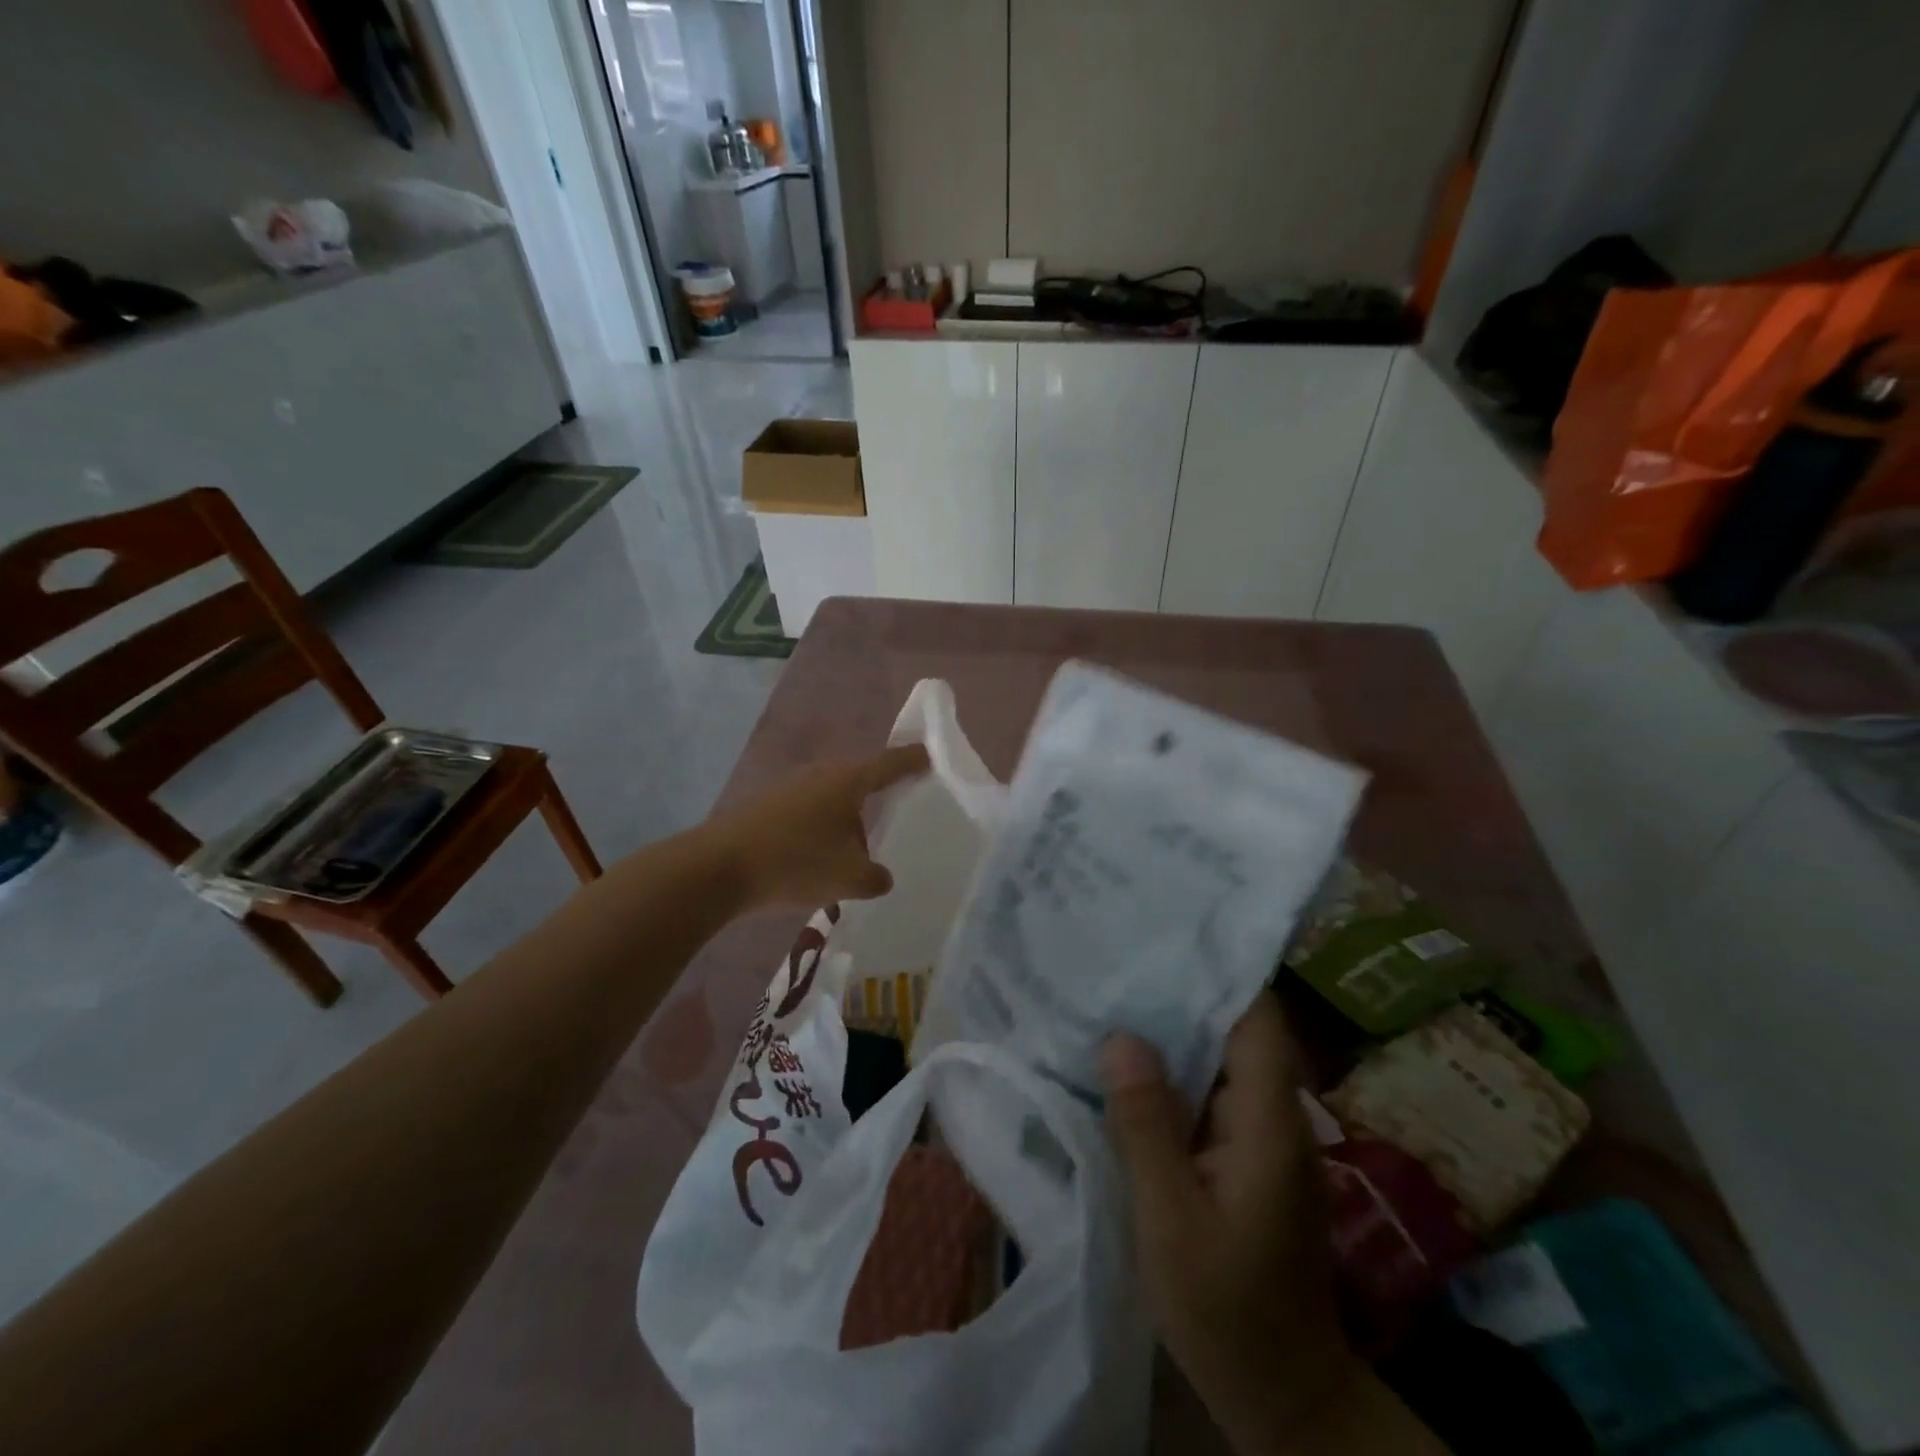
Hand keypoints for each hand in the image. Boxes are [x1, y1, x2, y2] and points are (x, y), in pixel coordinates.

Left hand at [704, 744, 928, 908]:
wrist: (718, 868)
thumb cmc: (795, 862)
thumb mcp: (849, 878)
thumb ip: (875, 877)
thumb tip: (880, 876)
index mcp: (848, 780)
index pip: (891, 763)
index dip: (913, 760)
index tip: (930, 755)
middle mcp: (821, 774)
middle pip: (860, 779)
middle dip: (879, 794)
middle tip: (899, 810)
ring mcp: (790, 787)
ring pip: (832, 799)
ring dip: (847, 819)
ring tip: (859, 848)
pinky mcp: (768, 805)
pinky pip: (809, 812)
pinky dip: (822, 829)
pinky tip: (820, 858)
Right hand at [1101, 995, 1362, 1452]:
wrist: (1283, 1394)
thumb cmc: (1226, 1307)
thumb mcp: (1170, 1218)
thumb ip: (1146, 1125)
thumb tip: (1120, 1038)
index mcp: (1267, 1119)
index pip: (1257, 1017)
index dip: (1219, 969)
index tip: (1168, 932)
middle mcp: (1272, 1114)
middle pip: (1234, 1028)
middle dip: (1181, 990)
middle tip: (1120, 953)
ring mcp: (1260, 1136)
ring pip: (1217, 1060)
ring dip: (1171, 1030)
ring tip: (1112, 992)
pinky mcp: (1243, 1156)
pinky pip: (1207, 1093)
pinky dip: (1171, 1072)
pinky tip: (1126, 1063)